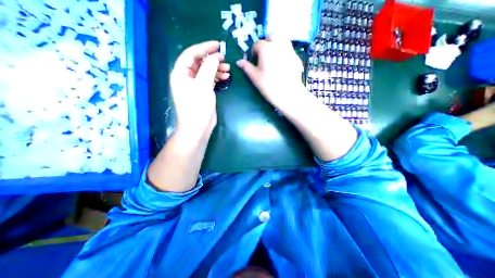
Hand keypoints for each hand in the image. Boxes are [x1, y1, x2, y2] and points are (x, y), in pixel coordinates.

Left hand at [172, 40, 231, 138]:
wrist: (198, 128)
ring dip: (216, 69)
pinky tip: (225, 78)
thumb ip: (209, 69)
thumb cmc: (197, 107)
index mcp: (181, 73)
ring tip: (228, 70)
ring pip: (205, 72)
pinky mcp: (202, 92)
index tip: (218, 45)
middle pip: (199, 63)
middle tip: (225, 59)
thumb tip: (215, 57)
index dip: (204, 48)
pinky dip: (217, 78)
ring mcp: (195, 86)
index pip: (191, 54)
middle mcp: (186, 78)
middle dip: (212, 60)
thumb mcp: (203, 86)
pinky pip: (209, 80)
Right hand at [234, 36, 303, 108]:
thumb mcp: (255, 77)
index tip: (254, 62)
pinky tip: (283, 64)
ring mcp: (289, 50)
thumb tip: (239, 62)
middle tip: (264, 57)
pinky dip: (284, 52)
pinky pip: (289, 49)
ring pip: (282, 40)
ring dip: (276, 44)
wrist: (288, 94)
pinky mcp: (296, 57)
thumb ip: (246, 67)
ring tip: (273, 57)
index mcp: (266, 48)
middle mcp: (278, 44)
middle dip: (266, 44)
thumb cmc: (269, 86)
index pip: (257, 44)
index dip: (254, 53)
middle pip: (271, 37)